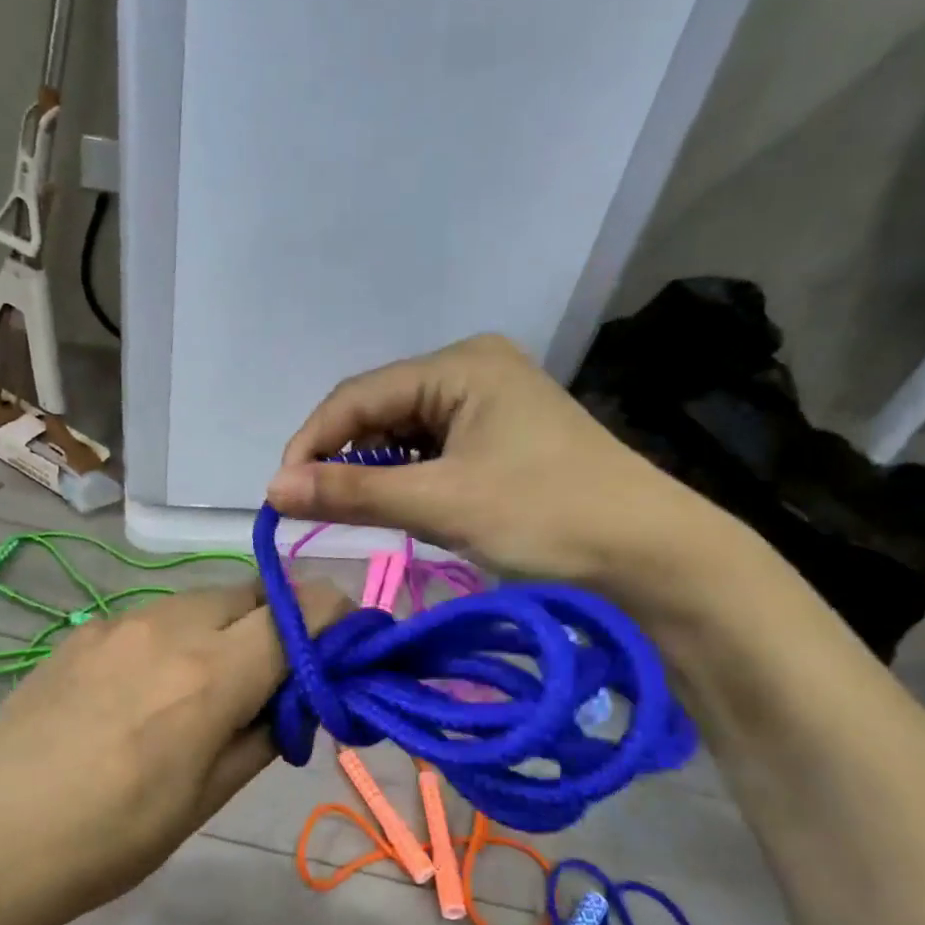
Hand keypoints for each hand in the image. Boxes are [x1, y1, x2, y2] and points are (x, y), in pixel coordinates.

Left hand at [0, 582, 349, 924]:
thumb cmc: (106, 841)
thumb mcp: (204, 800)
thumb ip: (263, 735)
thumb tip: (295, 698)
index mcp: (211, 673)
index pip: (302, 610)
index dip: (336, 619)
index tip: (345, 648)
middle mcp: (170, 626)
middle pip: (254, 593)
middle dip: (283, 622)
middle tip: (278, 676)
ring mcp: (120, 621)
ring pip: (204, 599)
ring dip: (230, 627)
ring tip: (213, 685)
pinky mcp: (83, 631)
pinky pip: (155, 615)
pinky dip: (180, 635)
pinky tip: (151, 688)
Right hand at [266, 334, 742, 606]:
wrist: (653, 561)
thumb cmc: (548, 517)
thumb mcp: (442, 503)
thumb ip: (353, 491)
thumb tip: (271, 488)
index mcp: (461, 363)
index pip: (358, 395)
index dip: (311, 442)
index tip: (279, 495)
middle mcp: (472, 371)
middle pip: (379, 410)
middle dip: (340, 457)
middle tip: (308, 508)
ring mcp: (489, 407)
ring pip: (403, 435)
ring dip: (371, 472)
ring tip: (347, 510)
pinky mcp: (500, 443)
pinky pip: (431, 454)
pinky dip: (404, 480)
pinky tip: (395, 505)